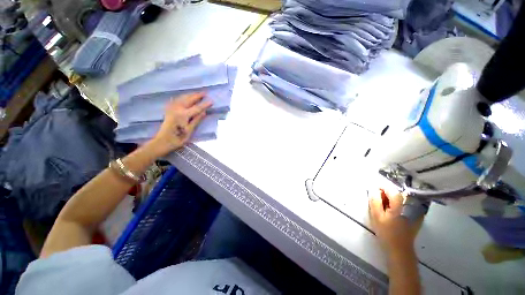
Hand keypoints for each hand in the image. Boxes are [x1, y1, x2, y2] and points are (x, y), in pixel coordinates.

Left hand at [146, 92, 211, 157]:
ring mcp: (172, 109)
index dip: (205, 104)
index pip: (197, 108)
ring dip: (190, 95)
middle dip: (197, 95)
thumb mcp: (190, 130)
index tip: (211, 101)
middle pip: (188, 100)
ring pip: (182, 98)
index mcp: (183, 115)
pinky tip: (184, 97)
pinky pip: (176, 100)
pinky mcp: (169, 110)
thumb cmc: (178, 138)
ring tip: (196, 93)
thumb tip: (204, 112)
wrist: (163, 141)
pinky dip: (182, 97)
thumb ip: (197, 120)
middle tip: (205, 92)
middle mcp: (177, 109)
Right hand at [369, 189, 421, 256]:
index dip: (381, 188)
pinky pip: (405, 205)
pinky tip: (392, 213)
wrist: (399, 249)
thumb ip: (374, 200)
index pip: (391, 190)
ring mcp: (415, 211)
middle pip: (397, 194)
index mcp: (400, 205)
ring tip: (383, 208)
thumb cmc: (386, 232)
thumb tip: (373, 189)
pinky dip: (397, 205)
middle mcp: (410, 205)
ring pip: (400, 199)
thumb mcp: (376, 216)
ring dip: (391, 200)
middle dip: (386, 194)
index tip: (374, 191)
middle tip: (377, 201)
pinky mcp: (416, 216)